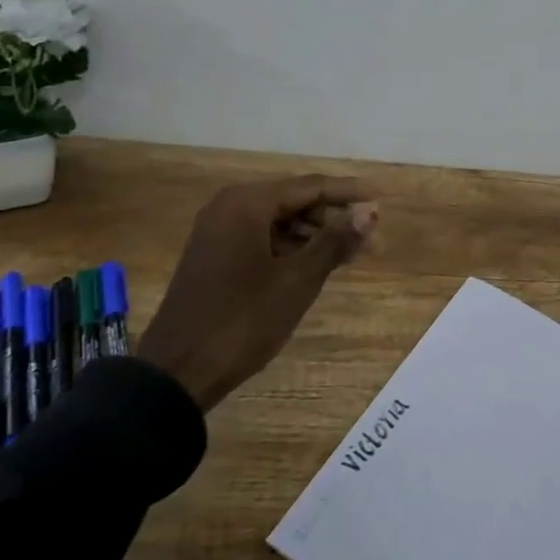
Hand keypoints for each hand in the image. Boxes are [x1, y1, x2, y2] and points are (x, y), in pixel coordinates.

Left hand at [138, 176, 378, 411]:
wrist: (177, 372)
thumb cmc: (242, 321)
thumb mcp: (297, 281)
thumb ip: (335, 241)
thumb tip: (370, 212)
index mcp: (246, 203)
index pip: (310, 186)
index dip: (349, 193)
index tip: (382, 200)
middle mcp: (230, 208)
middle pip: (295, 201)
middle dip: (334, 218)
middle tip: (371, 239)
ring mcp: (219, 233)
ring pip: (280, 222)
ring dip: (316, 236)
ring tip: (351, 255)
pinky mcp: (216, 257)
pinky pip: (263, 239)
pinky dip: (292, 249)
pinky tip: (317, 265)